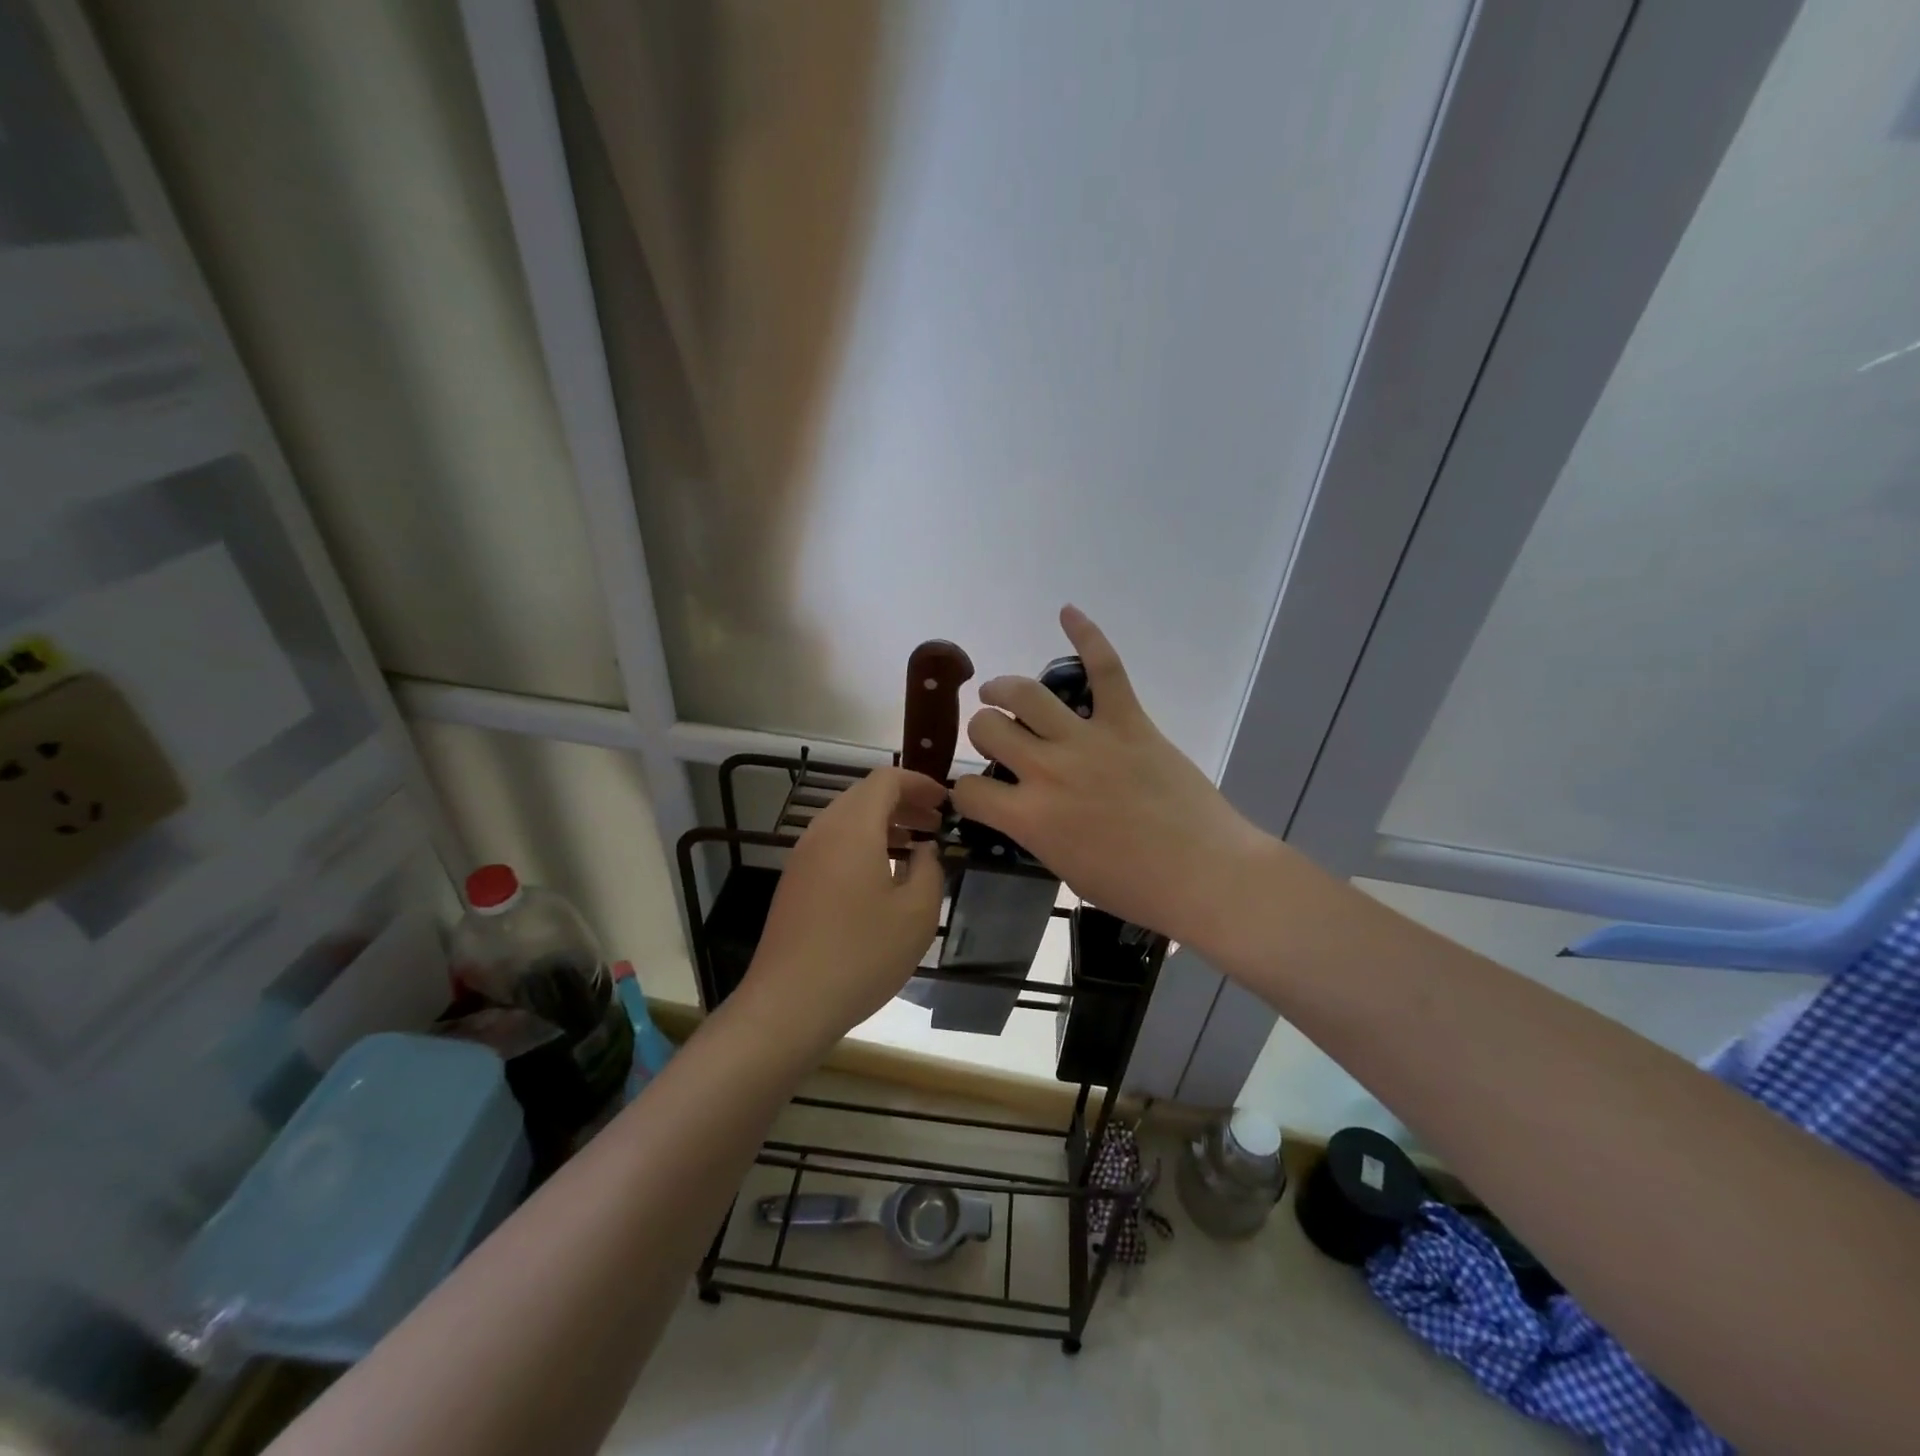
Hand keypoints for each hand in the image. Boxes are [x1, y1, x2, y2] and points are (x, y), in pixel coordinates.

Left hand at [741, 767, 945, 1047]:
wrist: (789, 1003)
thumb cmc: (862, 954)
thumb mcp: (916, 914)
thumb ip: (929, 870)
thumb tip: (924, 850)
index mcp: (852, 828)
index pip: (886, 780)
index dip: (919, 783)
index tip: (946, 801)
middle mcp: (822, 831)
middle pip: (864, 796)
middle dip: (904, 803)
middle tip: (936, 823)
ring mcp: (803, 857)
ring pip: (847, 820)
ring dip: (883, 824)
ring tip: (916, 847)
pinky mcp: (795, 882)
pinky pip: (834, 844)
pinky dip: (863, 844)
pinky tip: (883, 876)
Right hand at [949, 607, 1273, 947]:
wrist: (1205, 875)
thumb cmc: (1135, 888)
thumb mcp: (1065, 869)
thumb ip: (1035, 832)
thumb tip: (1024, 809)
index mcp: (1029, 817)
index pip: (969, 790)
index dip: (966, 791)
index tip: (978, 793)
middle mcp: (1047, 770)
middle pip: (988, 728)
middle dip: (982, 730)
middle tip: (996, 736)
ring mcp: (1088, 740)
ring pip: (1026, 693)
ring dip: (1003, 687)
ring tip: (999, 690)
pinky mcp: (1128, 721)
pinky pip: (1104, 668)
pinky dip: (1086, 635)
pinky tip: (1067, 612)